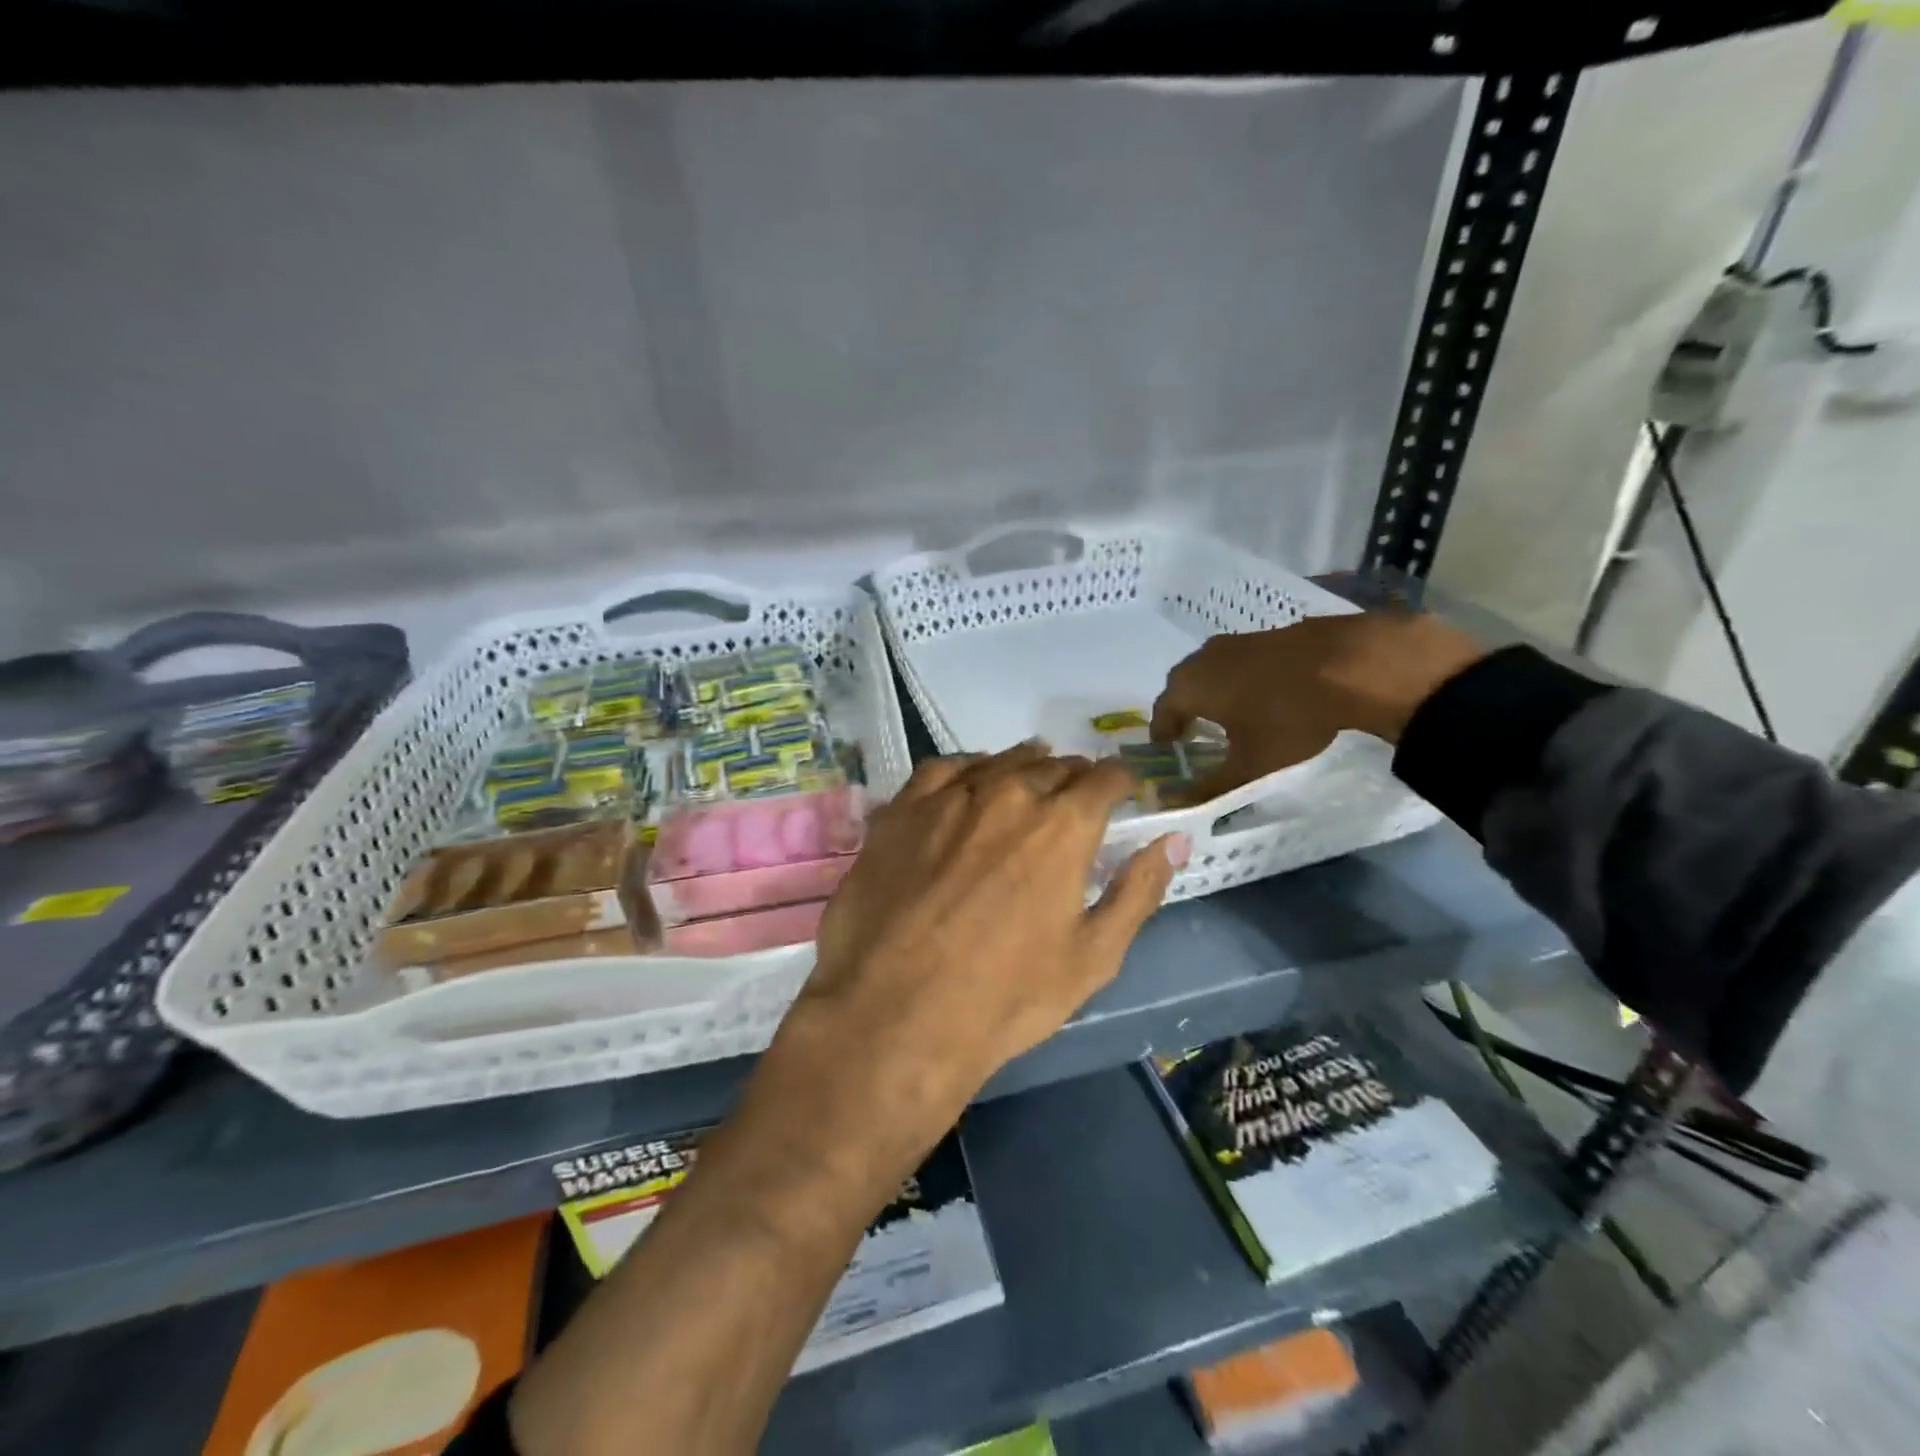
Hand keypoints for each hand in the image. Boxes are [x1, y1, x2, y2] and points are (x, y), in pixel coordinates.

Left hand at [785, 743, 1188, 1122]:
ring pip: (1000, 762)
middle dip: (1073, 777)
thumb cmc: (1005, 997)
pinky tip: (969, 782)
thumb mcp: (1093, 957)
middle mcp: (1008, 794)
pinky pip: (943, 769)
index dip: (1119, 782)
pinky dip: (968, 768)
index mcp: (1062, 826)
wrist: (895, 1015)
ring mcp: (949, 798)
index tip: (1121, 795)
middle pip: (1053, 766)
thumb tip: (1174, 841)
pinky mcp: (901, 810)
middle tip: (1075, 797)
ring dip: (1024, 766)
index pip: (1105, 778)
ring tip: (1031, 777)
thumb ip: (1137, 891)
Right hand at [1149, 610, 1483, 801]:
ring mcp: (1235, 641)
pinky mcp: (1265, 635)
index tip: (1170, 754)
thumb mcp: (1250, 764)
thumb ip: (1211, 787)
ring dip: (1213, 695)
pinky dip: (1239, 681)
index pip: (1160, 713)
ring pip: (1210, 672)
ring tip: (1231, 719)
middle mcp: (1202, 658)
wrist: (1352, 665)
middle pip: (1182, 689)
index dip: (1163, 737)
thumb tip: (1180, 804)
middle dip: (1184, 713)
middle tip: (1196, 738)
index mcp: (1189, 687)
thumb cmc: (1288, 718)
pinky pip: (1238, 663)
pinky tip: (1263, 698)